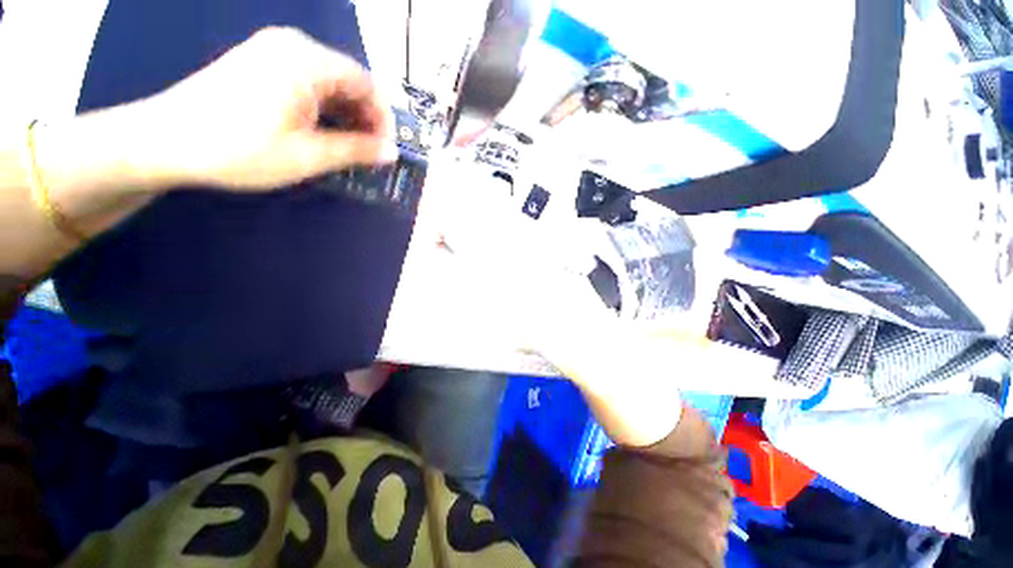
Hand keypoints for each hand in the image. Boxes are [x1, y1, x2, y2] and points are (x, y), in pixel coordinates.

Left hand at [137, 26, 397, 188]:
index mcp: (306, 61)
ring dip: (345, 114)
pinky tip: (321, 131)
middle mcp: (292, 46)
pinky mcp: (259, 63)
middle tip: (369, 152)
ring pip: (329, 82)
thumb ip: (356, 150)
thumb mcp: (308, 155)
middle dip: (365, 117)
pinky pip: (307, 82)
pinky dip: (323, 108)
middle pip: (348, 80)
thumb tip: (391, 152)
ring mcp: (272, 51)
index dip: (383, 118)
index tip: (386, 149)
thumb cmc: (239, 149)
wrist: (165, 141)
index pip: (366, 83)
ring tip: (348, 146)